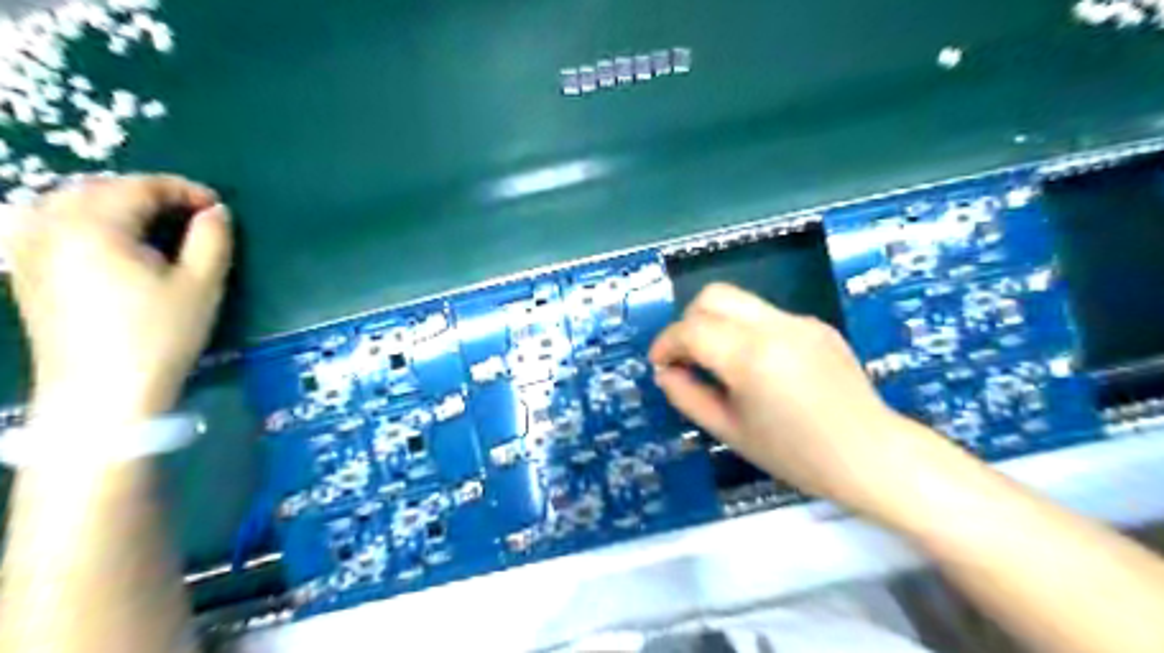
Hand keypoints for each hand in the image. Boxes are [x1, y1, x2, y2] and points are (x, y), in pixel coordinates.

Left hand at [6, 175, 231, 425]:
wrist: (103, 392)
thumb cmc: (160, 336)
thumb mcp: (202, 286)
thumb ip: (212, 240)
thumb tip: (216, 212)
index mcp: (96, 226)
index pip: (139, 187)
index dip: (183, 190)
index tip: (217, 207)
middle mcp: (52, 227)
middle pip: (97, 188)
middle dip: (146, 192)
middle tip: (187, 213)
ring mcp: (29, 250)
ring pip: (63, 201)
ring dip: (108, 200)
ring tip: (146, 220)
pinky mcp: (25, 272)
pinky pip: (41, 223)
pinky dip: (74, 217)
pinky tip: (97, 235)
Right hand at [651, 283, 939, 516]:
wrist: (872, 456)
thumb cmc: (797, 455)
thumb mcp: (730, 432)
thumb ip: (687, 396)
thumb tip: (665, 372)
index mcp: (750, 357)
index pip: (690, 329)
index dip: (665, 344)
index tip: (660, 365)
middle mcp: (774, 326)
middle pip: (713, 296)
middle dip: (689, 322)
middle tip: (687, 357)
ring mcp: (799, 321)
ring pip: (739, 300)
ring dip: (716, 323)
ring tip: (719, 362)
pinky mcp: (816, 324)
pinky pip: (766, 315)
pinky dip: (746, 331)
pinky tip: (759, 367)